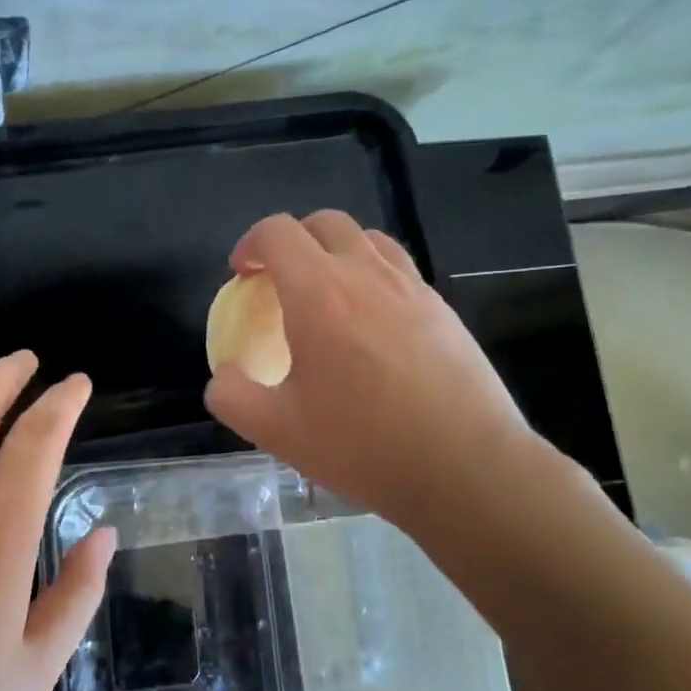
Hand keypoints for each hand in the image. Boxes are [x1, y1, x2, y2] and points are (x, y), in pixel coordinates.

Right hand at [205, 211, 547, 538]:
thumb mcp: (276, 431)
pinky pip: (400, 270)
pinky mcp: (444, 310)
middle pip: (324, 223)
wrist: (466, 468)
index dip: (250, 244)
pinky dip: (373, 277)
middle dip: (292, 240)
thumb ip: (233, 396)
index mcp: (319, 293)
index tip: (242, 275)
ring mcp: (413, 288)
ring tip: (326, 294)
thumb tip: (224, 376)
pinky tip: (372, 326)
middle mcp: (367, 275)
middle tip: (279, 280)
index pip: (278, 232)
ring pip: (368, 239)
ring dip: (336, 251)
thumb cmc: (363, 446)